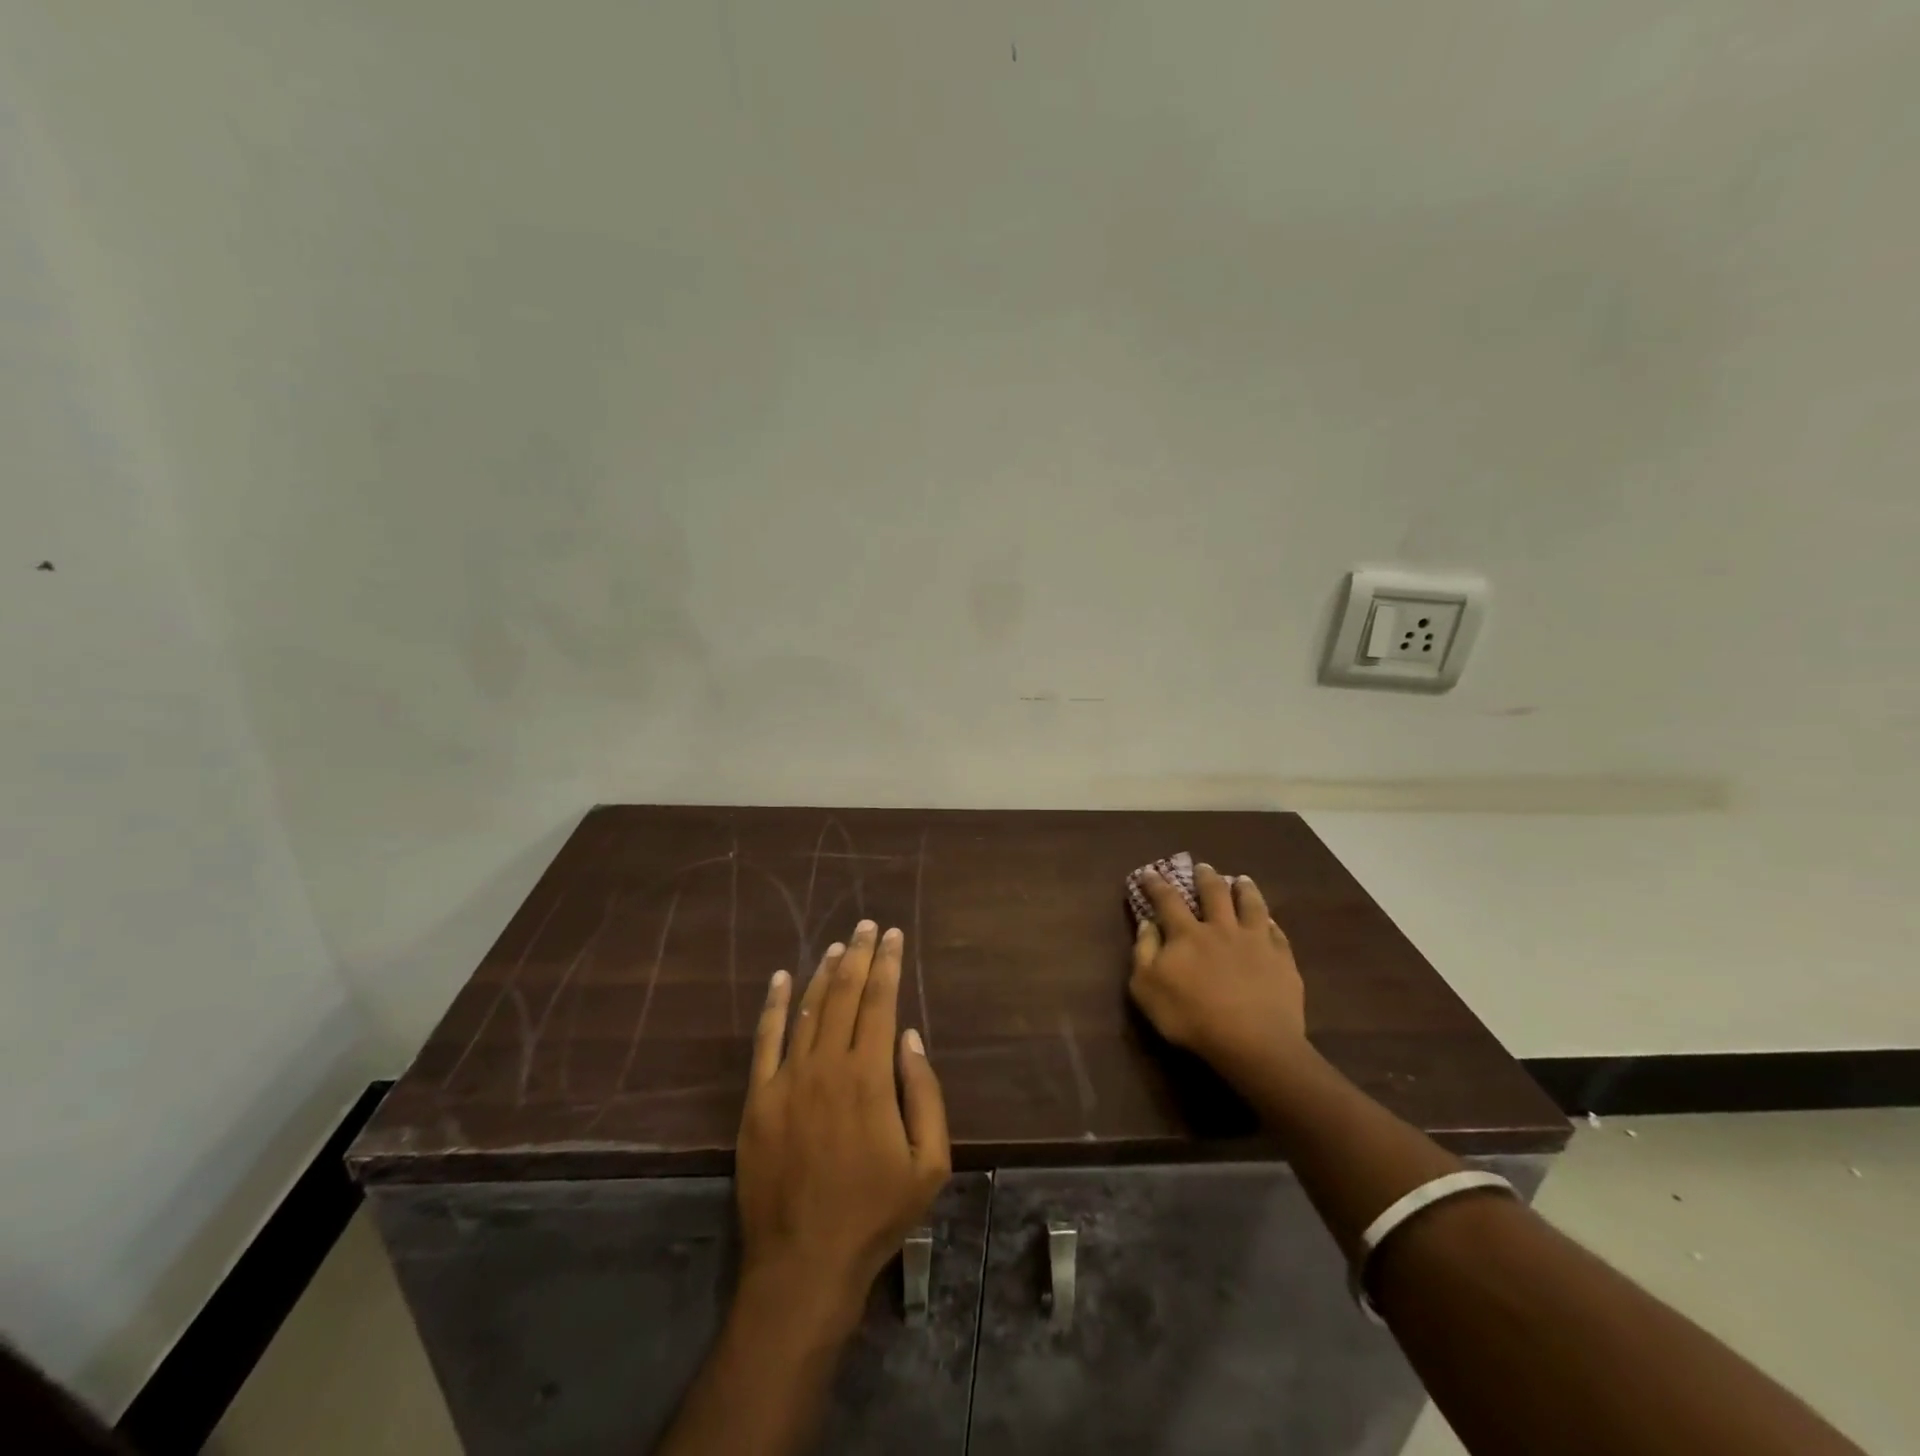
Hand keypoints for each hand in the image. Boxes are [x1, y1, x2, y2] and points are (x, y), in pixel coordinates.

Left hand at [735, 921, 951, 1328]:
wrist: (804, 1262)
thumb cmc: (875, 1214)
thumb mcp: (929, 1163)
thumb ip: (925, 1094)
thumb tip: (910, 1037)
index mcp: (869, 1077)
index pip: (880, 1003)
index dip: (888, 965)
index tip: (893, 936)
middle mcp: (827, 1066)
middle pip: (844, 995)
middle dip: (859, 956)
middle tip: (867, 926)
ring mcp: (787, 1080)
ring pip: (807, 1009)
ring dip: (823, 972)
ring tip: (838, 946)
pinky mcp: (757, 1099)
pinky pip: (765, 1040)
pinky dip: (773, 1005)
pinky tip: (780, 978)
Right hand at [1129, 864, 1307, 1079]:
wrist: (1253, 1043)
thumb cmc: (1191, 1017)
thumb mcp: (1147, 988)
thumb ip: (1145, 952)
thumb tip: (1146, 924)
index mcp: (1187, 934)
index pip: (1167, 900)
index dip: (1156, 885)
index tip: (1150, 873)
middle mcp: (1221, 928)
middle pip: (1214, 893)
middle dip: (1206, 877)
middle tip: (1203, 867)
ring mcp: (1255, 942)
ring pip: (1251, 905)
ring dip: (1244, 890)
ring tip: (1242, 880)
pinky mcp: (1282, 961)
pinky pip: (1276, 933)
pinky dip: (1270, 922)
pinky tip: (1270, 921)